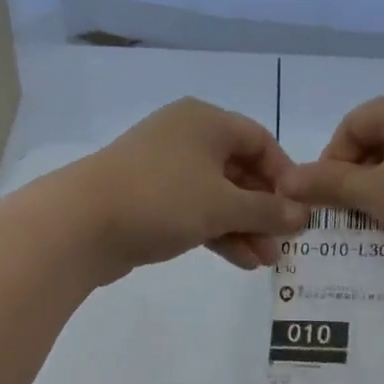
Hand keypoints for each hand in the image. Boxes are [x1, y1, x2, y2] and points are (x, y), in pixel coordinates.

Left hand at [58, 98, 309, 280]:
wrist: (80, 224)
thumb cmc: (161, 199)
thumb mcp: (222, 205)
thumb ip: (266, 210)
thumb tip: (302, 215)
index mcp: (205, 121)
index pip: (260, 141)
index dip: (285, 175)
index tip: (300, 210)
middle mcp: (185, 138)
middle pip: (239, 171)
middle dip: (264, 210)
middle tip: (285, 244)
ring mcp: (164, 170)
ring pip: (217, 196)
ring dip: (244, 227)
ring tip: (266, 262)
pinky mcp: (149, 200)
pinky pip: (194, 212)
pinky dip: (217, 232)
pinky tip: (240, 261)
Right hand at [280, 81, 383, 281]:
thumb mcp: (376, 195)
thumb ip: (328, 183)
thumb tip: (285, 179)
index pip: (351, 127)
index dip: (330, 165)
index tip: (326, 204)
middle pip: (377, 139)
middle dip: (356, 178)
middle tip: (348, 216)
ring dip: (382, 189)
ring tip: (377, 223)